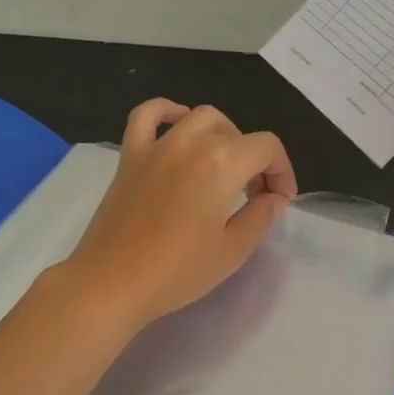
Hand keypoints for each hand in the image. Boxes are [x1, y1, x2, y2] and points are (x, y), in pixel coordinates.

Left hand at [59, 99, 296, 330]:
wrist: (111, 283)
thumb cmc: (177, 271)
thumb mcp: (233, 250)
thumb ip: (260, 216)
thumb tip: (273, 197)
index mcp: (222, 164)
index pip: (267, 148)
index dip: (282, 171)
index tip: (279, 201)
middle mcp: (191, 143)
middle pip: (236, 132)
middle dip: (254, 159)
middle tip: (253, 195)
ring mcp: (157, 146)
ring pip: (199, 117)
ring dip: (222, 134)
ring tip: (223, 164)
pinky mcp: (130, 156)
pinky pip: (147, 116)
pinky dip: (166, 111)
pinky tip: (177, 123)